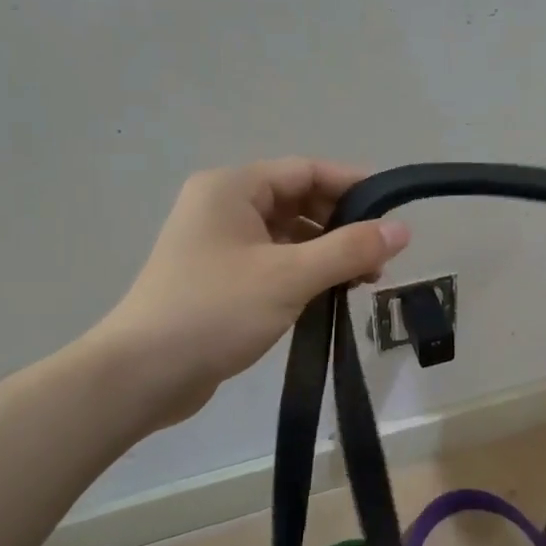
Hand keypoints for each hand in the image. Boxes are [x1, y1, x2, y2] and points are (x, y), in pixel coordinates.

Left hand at [89, 158, 409, 427]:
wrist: (142, 375)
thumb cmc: (215, 311)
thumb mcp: (290, 277)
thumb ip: (349, 250)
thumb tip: (403, 230)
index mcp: (232, 188)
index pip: (306, 170)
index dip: (353, 185)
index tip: (393, 211)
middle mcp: (223, 206)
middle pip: (298, 200)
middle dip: (342, 224)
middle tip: (381, 256)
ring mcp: (219, 244)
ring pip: (288, 234)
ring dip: (327, 252)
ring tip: (364, 280)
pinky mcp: (220, 278)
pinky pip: (275, 261)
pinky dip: (305, 272)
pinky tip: (331, 294)